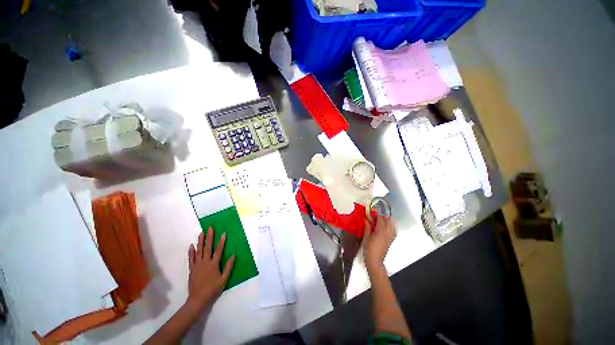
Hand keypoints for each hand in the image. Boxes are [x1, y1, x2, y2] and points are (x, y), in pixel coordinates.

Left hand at [186, 227, 234, 310]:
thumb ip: (228, 267)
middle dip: (209, 237)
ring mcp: (197, 265)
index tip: (223, 233)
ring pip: (199, 251)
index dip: (221, 241)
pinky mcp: (192, 269)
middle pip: (207, 247)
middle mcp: (205, 262)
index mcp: (214, 264)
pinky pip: (191, 258)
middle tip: (210, 228)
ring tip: (201, 233)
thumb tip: (233, 255)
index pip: (219, 250)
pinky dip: (191, 252)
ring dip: (200, 241)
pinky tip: (191, 246)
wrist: (198, 299)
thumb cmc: (213, 289)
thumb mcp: (224, 279)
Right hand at [362, 214, 395, 271]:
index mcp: (380, 231)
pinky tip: (385, 226)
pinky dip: (389, 226)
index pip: (381, 219)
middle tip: (377, 212)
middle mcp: (387, 233)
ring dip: (387, 220)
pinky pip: (392, 230)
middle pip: (388, 221)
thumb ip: (367, 227)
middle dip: (383, 215)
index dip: (378, 212)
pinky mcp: (391, 240)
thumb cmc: (369, 249)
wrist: (375, 261)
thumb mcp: (366, 237)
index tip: (374, 207)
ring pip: (392, 225)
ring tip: (381, 218)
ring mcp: (390, 237)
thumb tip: (365, 219)